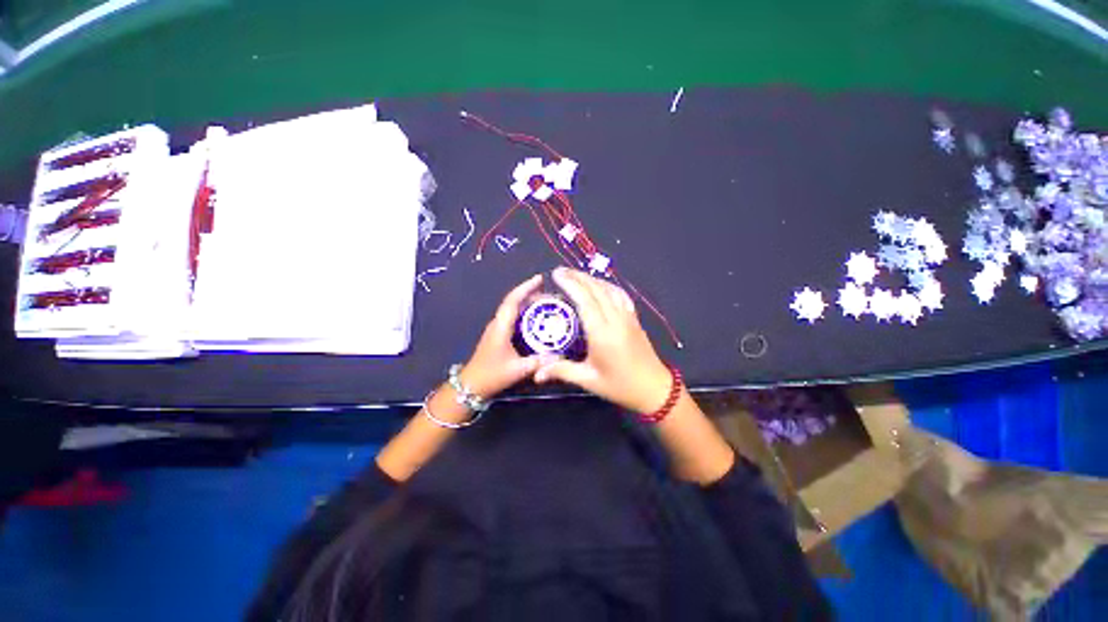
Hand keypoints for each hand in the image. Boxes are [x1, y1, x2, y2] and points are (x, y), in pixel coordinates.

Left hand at [459, 274, 554, 398]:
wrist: (471, 385)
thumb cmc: (491, 375)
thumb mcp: (517, 370)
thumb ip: (538, 362)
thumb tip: (559, 357)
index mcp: (501, 326)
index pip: (513, 300)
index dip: (526, 287)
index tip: (540, 279)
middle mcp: (498, 323)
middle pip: (514, 302)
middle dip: (532, 294)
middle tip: (551, 296)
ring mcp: (497, 328)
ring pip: (514, 309)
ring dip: (529, 303)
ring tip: (547, 304)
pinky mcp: (498, 335)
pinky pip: (514, 318)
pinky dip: (526, 314)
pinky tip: (537, 320)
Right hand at [534, 268, 672, 412]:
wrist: (654, 389)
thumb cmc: (620, 386)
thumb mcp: (589, 380)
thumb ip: (562, 371)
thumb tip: (536, 374)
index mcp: (602, 333)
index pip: (584, 300)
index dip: (570, 284)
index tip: (556, 275)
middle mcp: (615, 319)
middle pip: (596, 290)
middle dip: (577, 277)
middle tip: (560, 271)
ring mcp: (627, 317)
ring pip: (609, 289)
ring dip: (591, 279)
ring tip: (575, 275)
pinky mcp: (634, 318)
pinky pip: (620, 295)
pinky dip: (608, 285)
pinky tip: (600, 285)